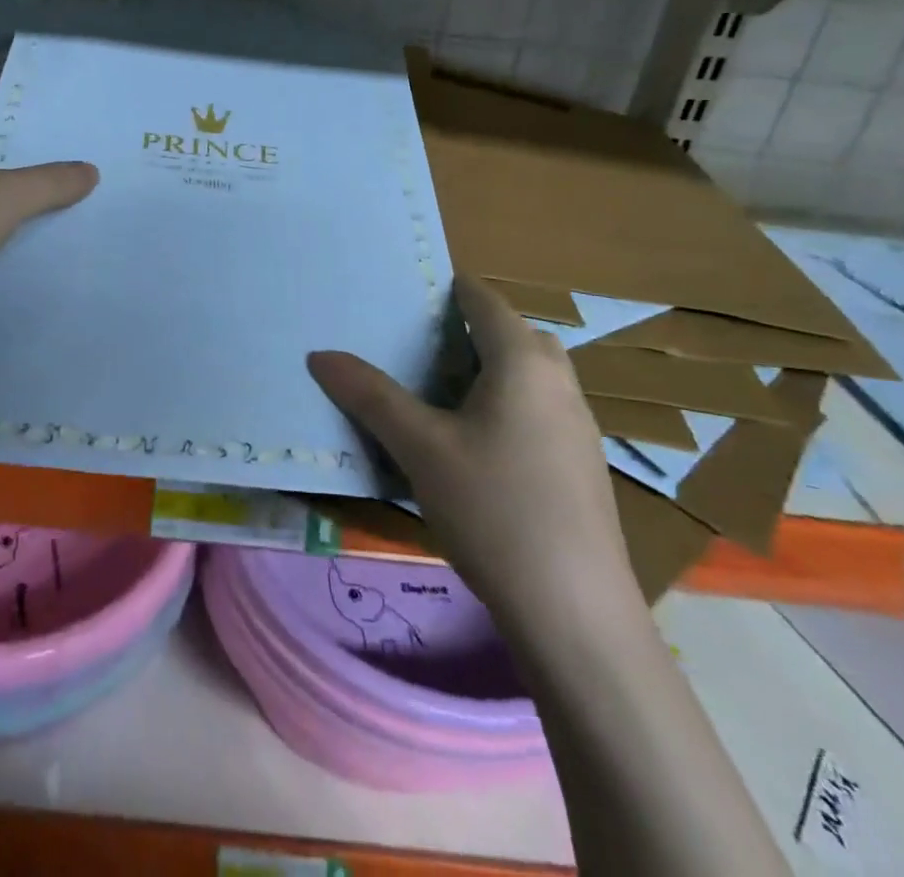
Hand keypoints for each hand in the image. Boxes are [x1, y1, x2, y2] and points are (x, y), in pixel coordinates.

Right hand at [308, 276, 637, 625]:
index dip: (451, 290)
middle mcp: (560, 382)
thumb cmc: (494, 510)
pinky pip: (542, 409)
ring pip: (533, 375)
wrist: (575, 614)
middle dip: (472, 330)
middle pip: (516, 334)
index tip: (412, 296)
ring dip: (493, 369)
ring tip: (444, 393)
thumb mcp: (420, 448)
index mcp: (523, 362)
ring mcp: (579, 426)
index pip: (487, 302)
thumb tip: (320, 355)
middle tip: (422, 345)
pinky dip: (510, 404)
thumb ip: (370, 396)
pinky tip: (479, 447)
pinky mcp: (583, 465)